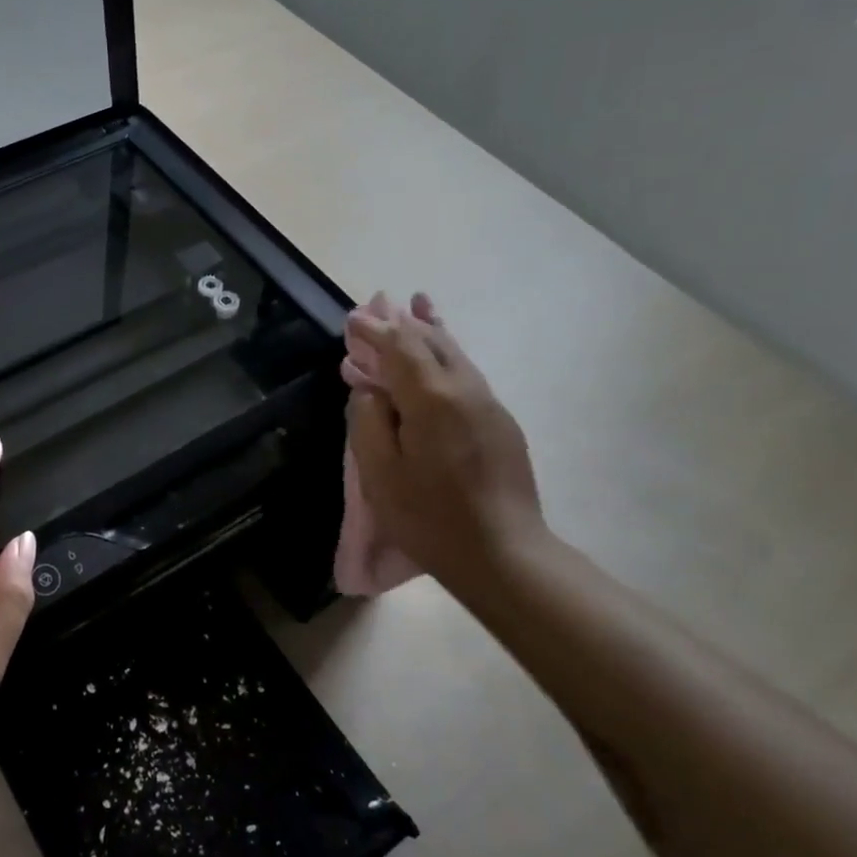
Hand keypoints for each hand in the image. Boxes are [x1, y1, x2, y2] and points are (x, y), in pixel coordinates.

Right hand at [346, 295, 548, 596]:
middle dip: (403, 322)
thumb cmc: (430, 517)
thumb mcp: (380, 474)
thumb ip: (368, 421)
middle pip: (432, 342)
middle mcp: (465, 390)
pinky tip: (441, 355)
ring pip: (455, 355)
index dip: (374, 331)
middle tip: (380, 303)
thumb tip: (370, 389)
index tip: (353, 319)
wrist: (503, 553)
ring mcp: (489, 405)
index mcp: (432, 399)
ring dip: (430, 331)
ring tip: (418, 307)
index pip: (399, 347)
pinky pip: (467, 375)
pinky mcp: (502, 423)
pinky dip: (447, 355)